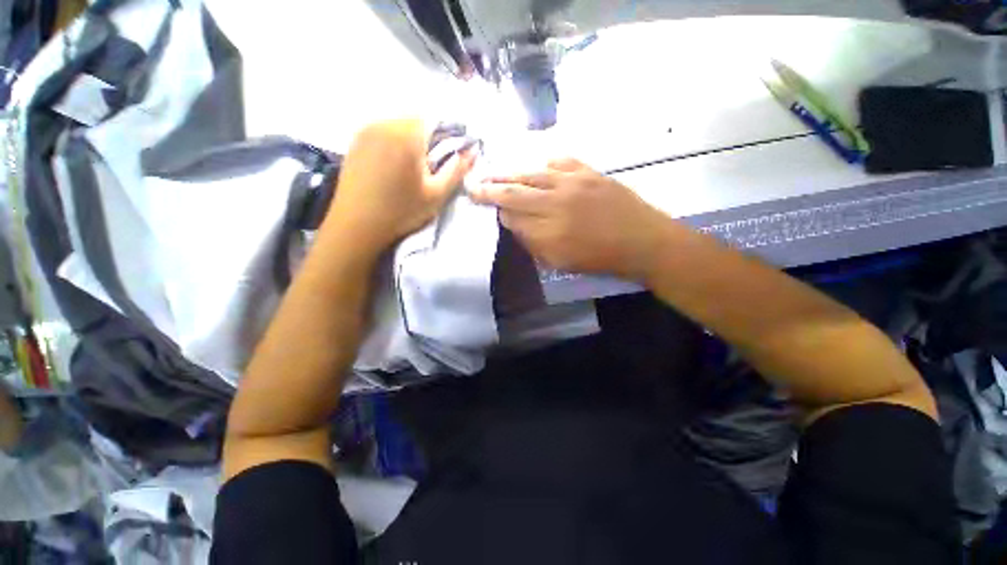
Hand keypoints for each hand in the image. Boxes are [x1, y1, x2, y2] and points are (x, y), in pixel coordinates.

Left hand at [325, 119, 476, 254]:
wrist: (356, 225)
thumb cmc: (401, 212)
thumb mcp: (436, 195)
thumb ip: (457, 170)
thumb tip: (472, 152)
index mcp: (407, 135)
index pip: (434, 118)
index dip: (446, 133)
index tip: (447, 154)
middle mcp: (385, 124)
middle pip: (415, 119)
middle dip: (427, 136)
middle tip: (429, 164)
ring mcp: (366, 130)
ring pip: (398, 124)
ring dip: (409, 139)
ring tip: (411, 166)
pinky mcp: (355, 140)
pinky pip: (382, 131)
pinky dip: (393, 142)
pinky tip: (392, 166)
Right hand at [470, 158, 670, 279]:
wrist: (642, 240)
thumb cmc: (600, 258)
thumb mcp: (562, 262)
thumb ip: (534, 243)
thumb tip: (514, 224)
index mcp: (549, 231)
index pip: (513, 217)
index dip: (499, 213)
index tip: (492, 211)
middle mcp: (555, 203)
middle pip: (515, 193)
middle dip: (490, 189)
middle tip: (474, 185)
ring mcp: (573, 183)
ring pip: (532, 174)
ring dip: (509, 174)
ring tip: (493, 172)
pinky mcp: (589, 172)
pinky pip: (560, 162)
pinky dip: (545, 164)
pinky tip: (538, 166)